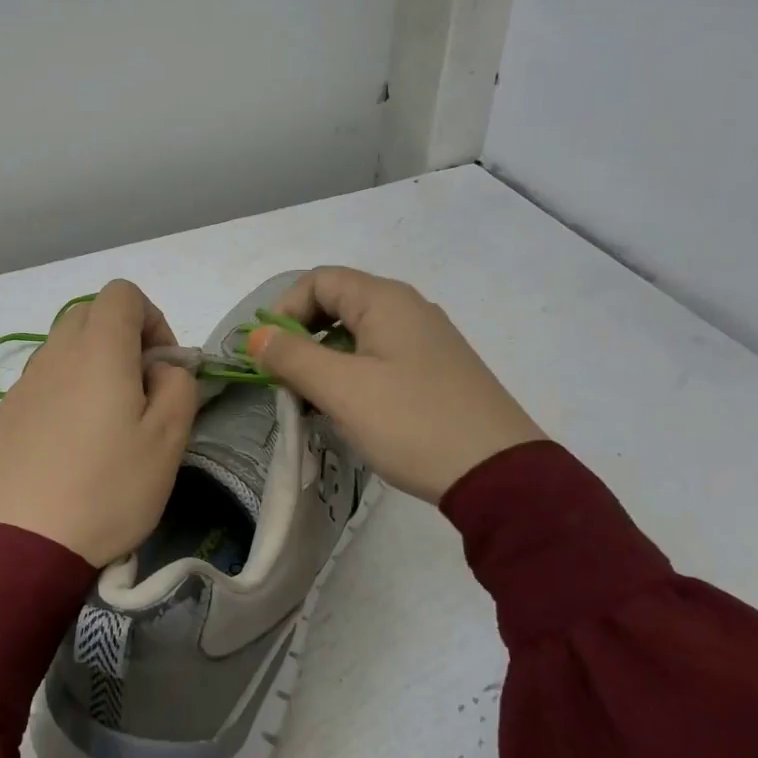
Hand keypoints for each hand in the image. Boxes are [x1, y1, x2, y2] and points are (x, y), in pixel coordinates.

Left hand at [0, 280, 198, 565]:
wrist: (21, 544)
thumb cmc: (107, 489)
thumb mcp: (169, 440)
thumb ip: (178, 386)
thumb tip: (162, 368)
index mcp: (99, 350)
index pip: (122, 293)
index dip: (151, 318)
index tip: (161, 366)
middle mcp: (55, 354)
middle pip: (88, 314)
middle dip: (121, 338)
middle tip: (138, 391)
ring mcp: (22, 384)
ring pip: (62, 349)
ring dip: (90, 367)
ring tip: (103, 425)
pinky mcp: (2, 415)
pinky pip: (40, 384)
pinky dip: (62, 395)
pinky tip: (68, 448)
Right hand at [245, 266, 543, 501]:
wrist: (500, 476)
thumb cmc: (412, 422)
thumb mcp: (341, 389)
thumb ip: (292, 357)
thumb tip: (257, 336)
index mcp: (385, 300)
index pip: (318, 281)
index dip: (284, 310)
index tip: (268, 353)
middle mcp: (408, 309)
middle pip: (336, 306)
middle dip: (301, 340)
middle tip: (286, 382)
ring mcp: (426, 341)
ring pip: (356, 337)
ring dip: (324, 363)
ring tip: (314, 405)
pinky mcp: (435, 372)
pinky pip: (379, 360)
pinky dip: (352, 378)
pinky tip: (350, 414)